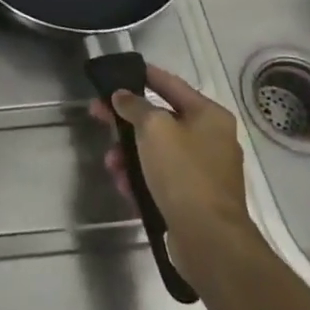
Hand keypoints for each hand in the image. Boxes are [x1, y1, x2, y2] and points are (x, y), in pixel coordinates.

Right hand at [89, 65, 254, 285]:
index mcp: (209, 116)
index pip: (171, 84)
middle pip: (160, 120)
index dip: (144, 75)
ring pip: (157, 151)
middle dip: (126, 121)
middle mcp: (211, 139)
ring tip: (111, 164)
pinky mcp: (195, 198)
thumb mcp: (154, 129)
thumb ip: (134, 106)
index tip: (120, 71)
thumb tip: (122, 96)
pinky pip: (162, 178)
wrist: (209, 239)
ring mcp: (205, 171)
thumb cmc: (183, 173)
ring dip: (129, 154)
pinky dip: (142, 178)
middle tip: (97, 115)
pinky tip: (124, 186)